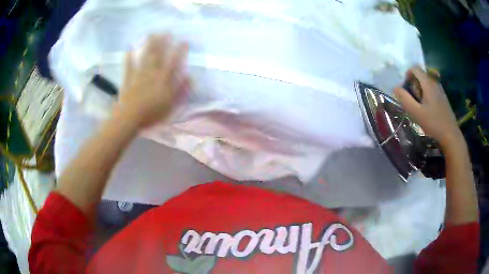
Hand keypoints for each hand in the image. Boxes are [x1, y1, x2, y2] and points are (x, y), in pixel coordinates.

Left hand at [114, 34, 189, 128]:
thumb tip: (191, 77)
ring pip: (145, 58)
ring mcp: (139, 75)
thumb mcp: (171, 105)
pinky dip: (128, 58)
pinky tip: (129, 49)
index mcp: (163, 80)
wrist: (130, 117)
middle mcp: (152, 74)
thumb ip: (181, 90)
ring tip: (152, 35)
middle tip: (166, 32)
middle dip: (163, 43)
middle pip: (158, 56)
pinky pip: (128, 67)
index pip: (173, 63)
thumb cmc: (152, 113)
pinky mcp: (128, 80)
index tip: (184, 42)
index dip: (179, 52)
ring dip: (148, 46)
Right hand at [394, 67, 462, 149]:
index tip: (406, 88)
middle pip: (421, 75)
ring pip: (427, 82)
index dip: (407, 74)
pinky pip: (432, 89)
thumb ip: (405, 99)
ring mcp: (440, 90)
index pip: (415, 68)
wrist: (450, 135)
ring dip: (421, 89)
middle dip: (414, 83)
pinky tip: (428, 108)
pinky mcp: (443, 97)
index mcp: (428, 84)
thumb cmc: (433, 123)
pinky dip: (427, 94)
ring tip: (420, 104)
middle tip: (413, 99)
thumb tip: (395, 87)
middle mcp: (434, 83)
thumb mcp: (416, 113)